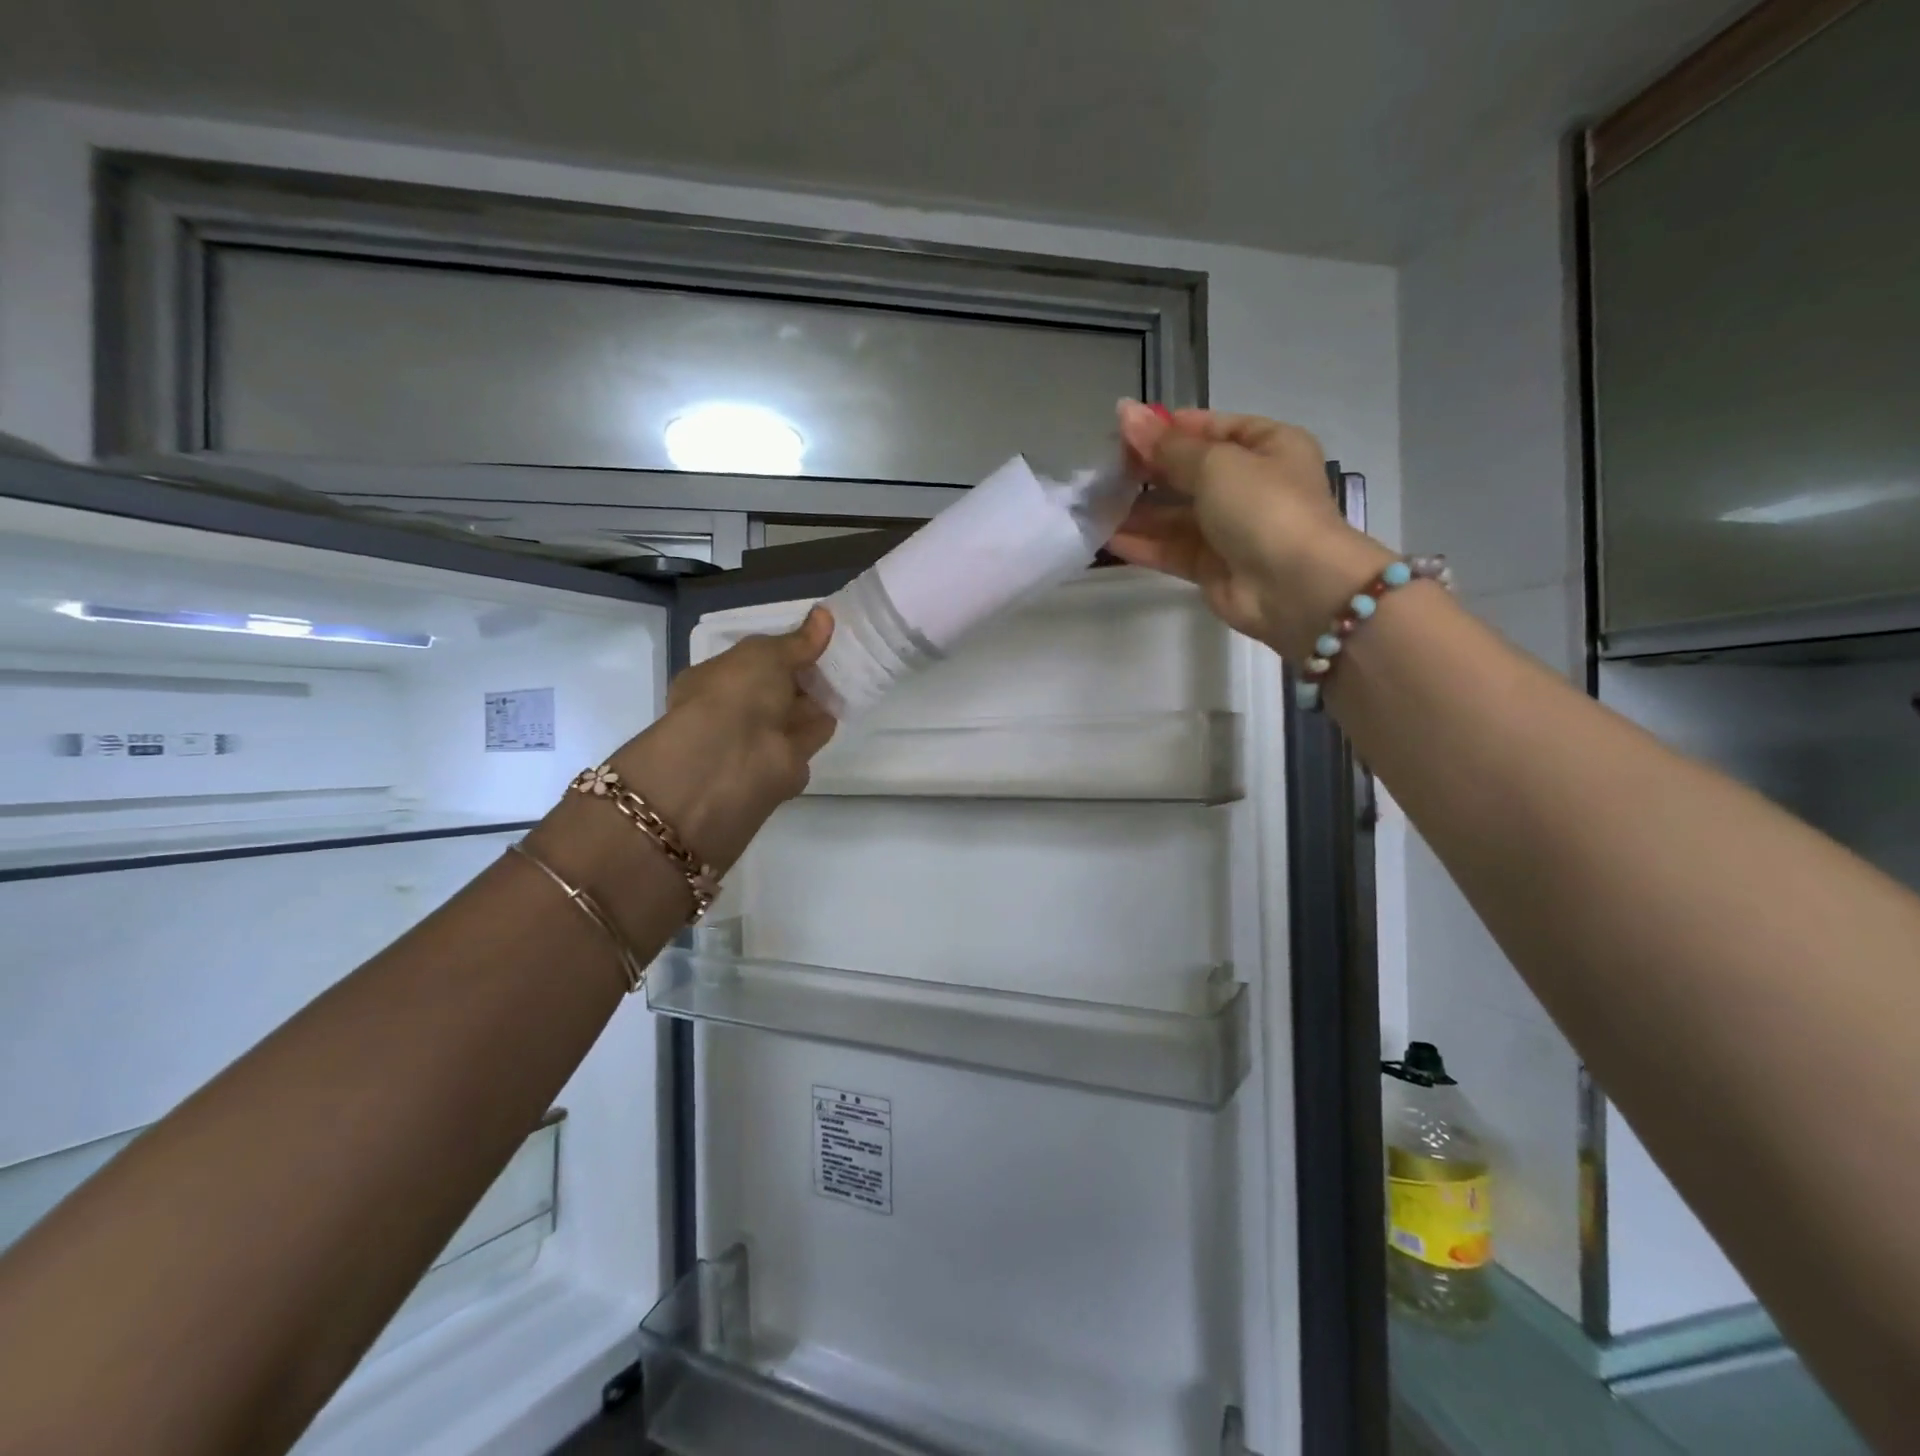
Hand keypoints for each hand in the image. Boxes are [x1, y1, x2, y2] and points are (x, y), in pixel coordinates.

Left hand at [609, 606, 836, 869]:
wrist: (733, 761)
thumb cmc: (736, 694)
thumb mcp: (766, 654)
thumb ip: (798, 640)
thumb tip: (825, 614)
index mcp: (716, 679)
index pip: (755, 661)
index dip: (784, 649)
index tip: (817, 637)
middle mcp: (736, 710)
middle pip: (778, 688)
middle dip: (806, 673)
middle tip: (844, 651)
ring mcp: (760, 740)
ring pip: (796, 713)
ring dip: (820, 697)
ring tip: (857, 670)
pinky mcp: (786, 765)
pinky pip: (810, 736)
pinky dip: (827, 721)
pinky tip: (852, 701)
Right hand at [1109, 401, 1393, 658]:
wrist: (1294, 587)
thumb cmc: (1263, 507)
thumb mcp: (1216, 463)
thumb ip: (1166, 445)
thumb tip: (1124, 411)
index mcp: (1267, 446)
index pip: (1210, 428)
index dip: (1167, 427)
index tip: (1123, 431)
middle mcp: (1250, 485)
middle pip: (1188, 472)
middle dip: (1146, 469)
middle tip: (1102, 469)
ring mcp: (1229, 529)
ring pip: (1174, 514)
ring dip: (1136, 510)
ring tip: (1094, 504)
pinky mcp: (1211, 566)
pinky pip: (1170, 549)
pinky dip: (1141, 543)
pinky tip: (1105, 537)